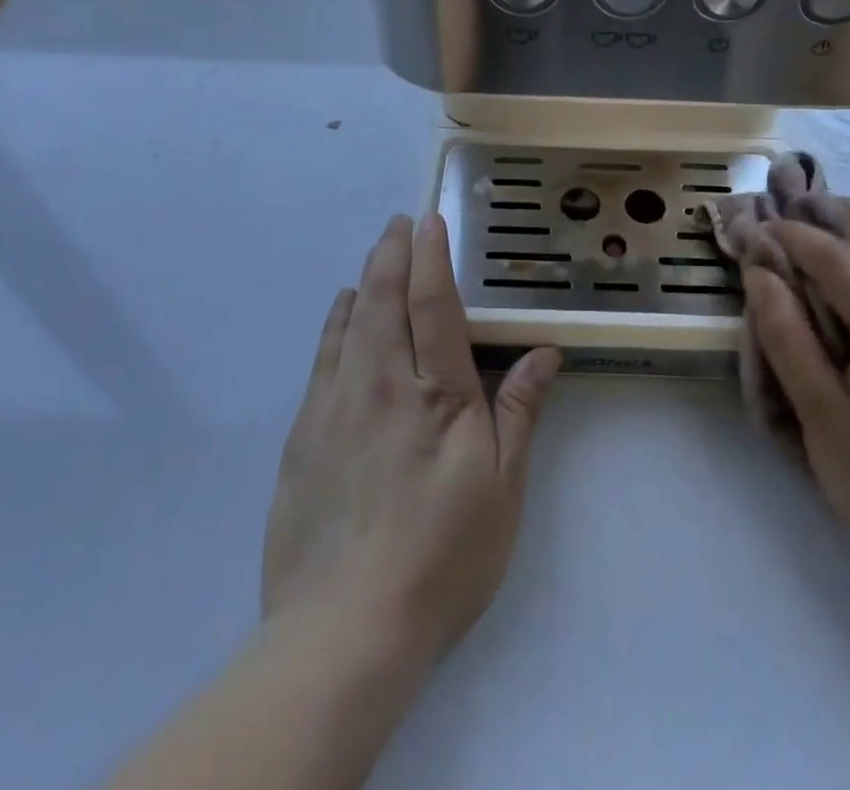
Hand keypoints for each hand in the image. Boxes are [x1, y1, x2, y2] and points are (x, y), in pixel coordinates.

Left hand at [262, 214, 560, 662]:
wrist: (345, 628)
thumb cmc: (442, 555)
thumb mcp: (501, 488)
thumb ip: (518, 411)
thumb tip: (544, 353)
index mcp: (435, 393)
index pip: (433, 304)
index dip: (431, 257)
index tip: (430, 221)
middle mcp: (381, 384)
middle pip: (384, 299)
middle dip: (391, 253)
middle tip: (398, 223)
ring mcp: (336, 406)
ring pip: (349, 322)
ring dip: (364, 281)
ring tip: (373, 257)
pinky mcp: (304, 435)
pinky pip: (323, 358)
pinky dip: (335, 324)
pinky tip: (341, 314)